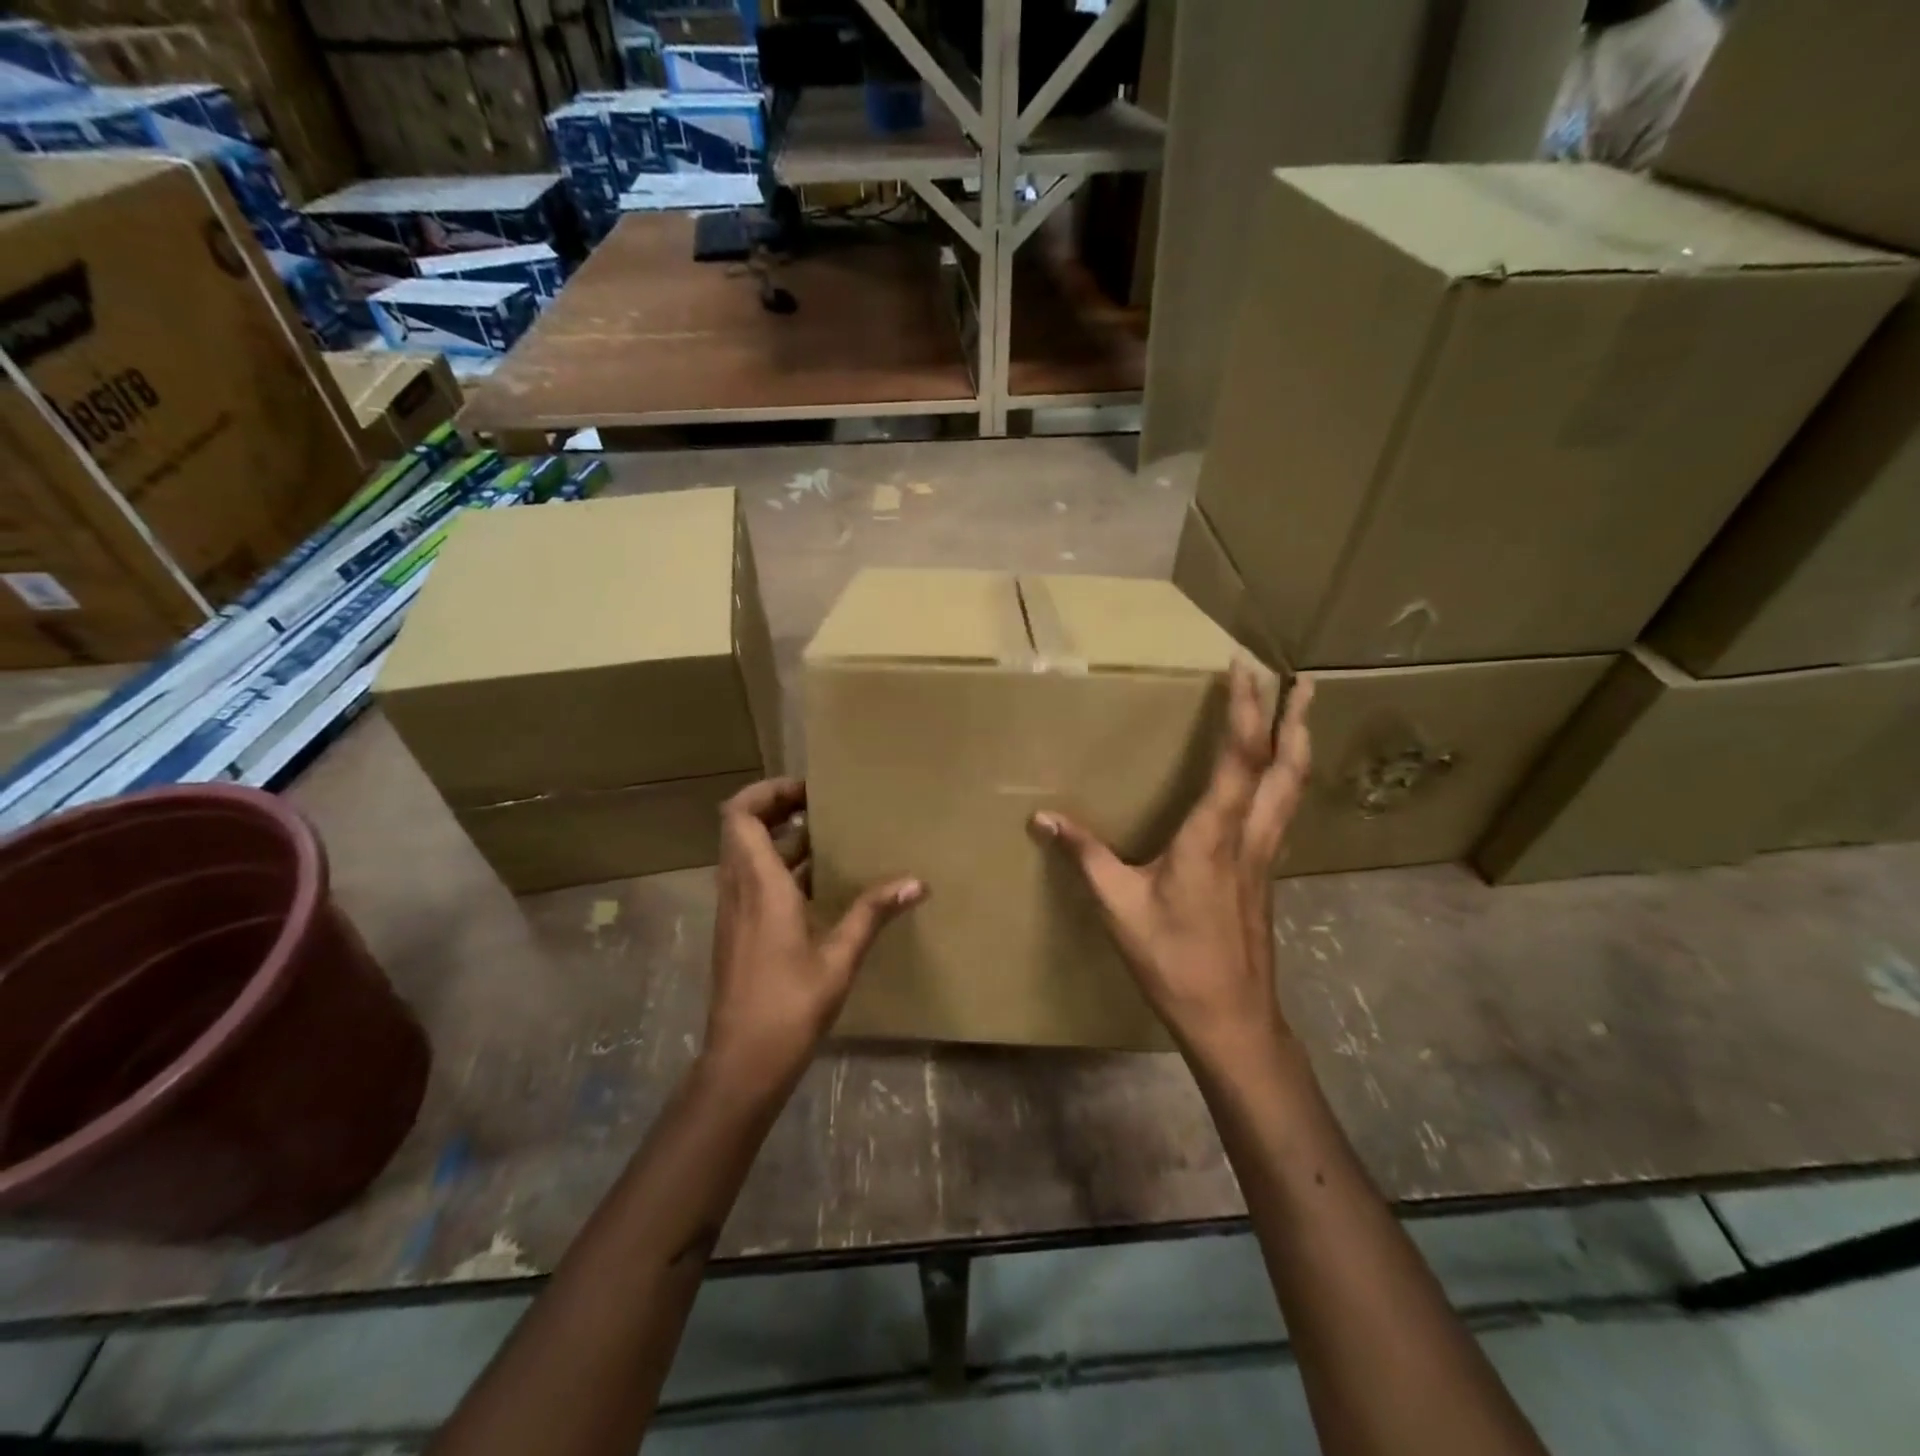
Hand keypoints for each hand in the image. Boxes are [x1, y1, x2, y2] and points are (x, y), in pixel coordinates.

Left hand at [703, 778, 923, 1103]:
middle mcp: (739, 889)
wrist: (742, 1062)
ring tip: (829, 839)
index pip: (739, 815)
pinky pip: (752, 880)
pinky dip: (779, 869)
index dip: (766, 791)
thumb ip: (872, 913)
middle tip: (823, 807)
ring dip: (781, 840)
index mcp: (759, 885)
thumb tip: (916, 882)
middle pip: (742, 828)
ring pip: (747, 855)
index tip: (807, 790)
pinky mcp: (738, 931)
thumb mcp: (839, 957)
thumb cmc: (789, 1006)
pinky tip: (819, 886)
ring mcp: (734, 911)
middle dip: (778, 809)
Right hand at [1032, 665, 1313, 1073]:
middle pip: (1285, 768)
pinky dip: (1286, 780)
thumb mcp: (1118, 906)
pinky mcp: (1265, 876)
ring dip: (1298, 747)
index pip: (1239, 759)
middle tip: (1303, 680)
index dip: (1246, 710)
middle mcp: (1249, 838)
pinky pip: (1281, 812)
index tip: (1244, 669)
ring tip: (1301, 715)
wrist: (1232, 1019)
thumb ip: (1085, 855)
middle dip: (1295, 719)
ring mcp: (1264, 858)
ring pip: (1292, 790)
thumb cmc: (1174, 960)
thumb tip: (1043, 818)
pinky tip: (1274, 783)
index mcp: (1214, 836)